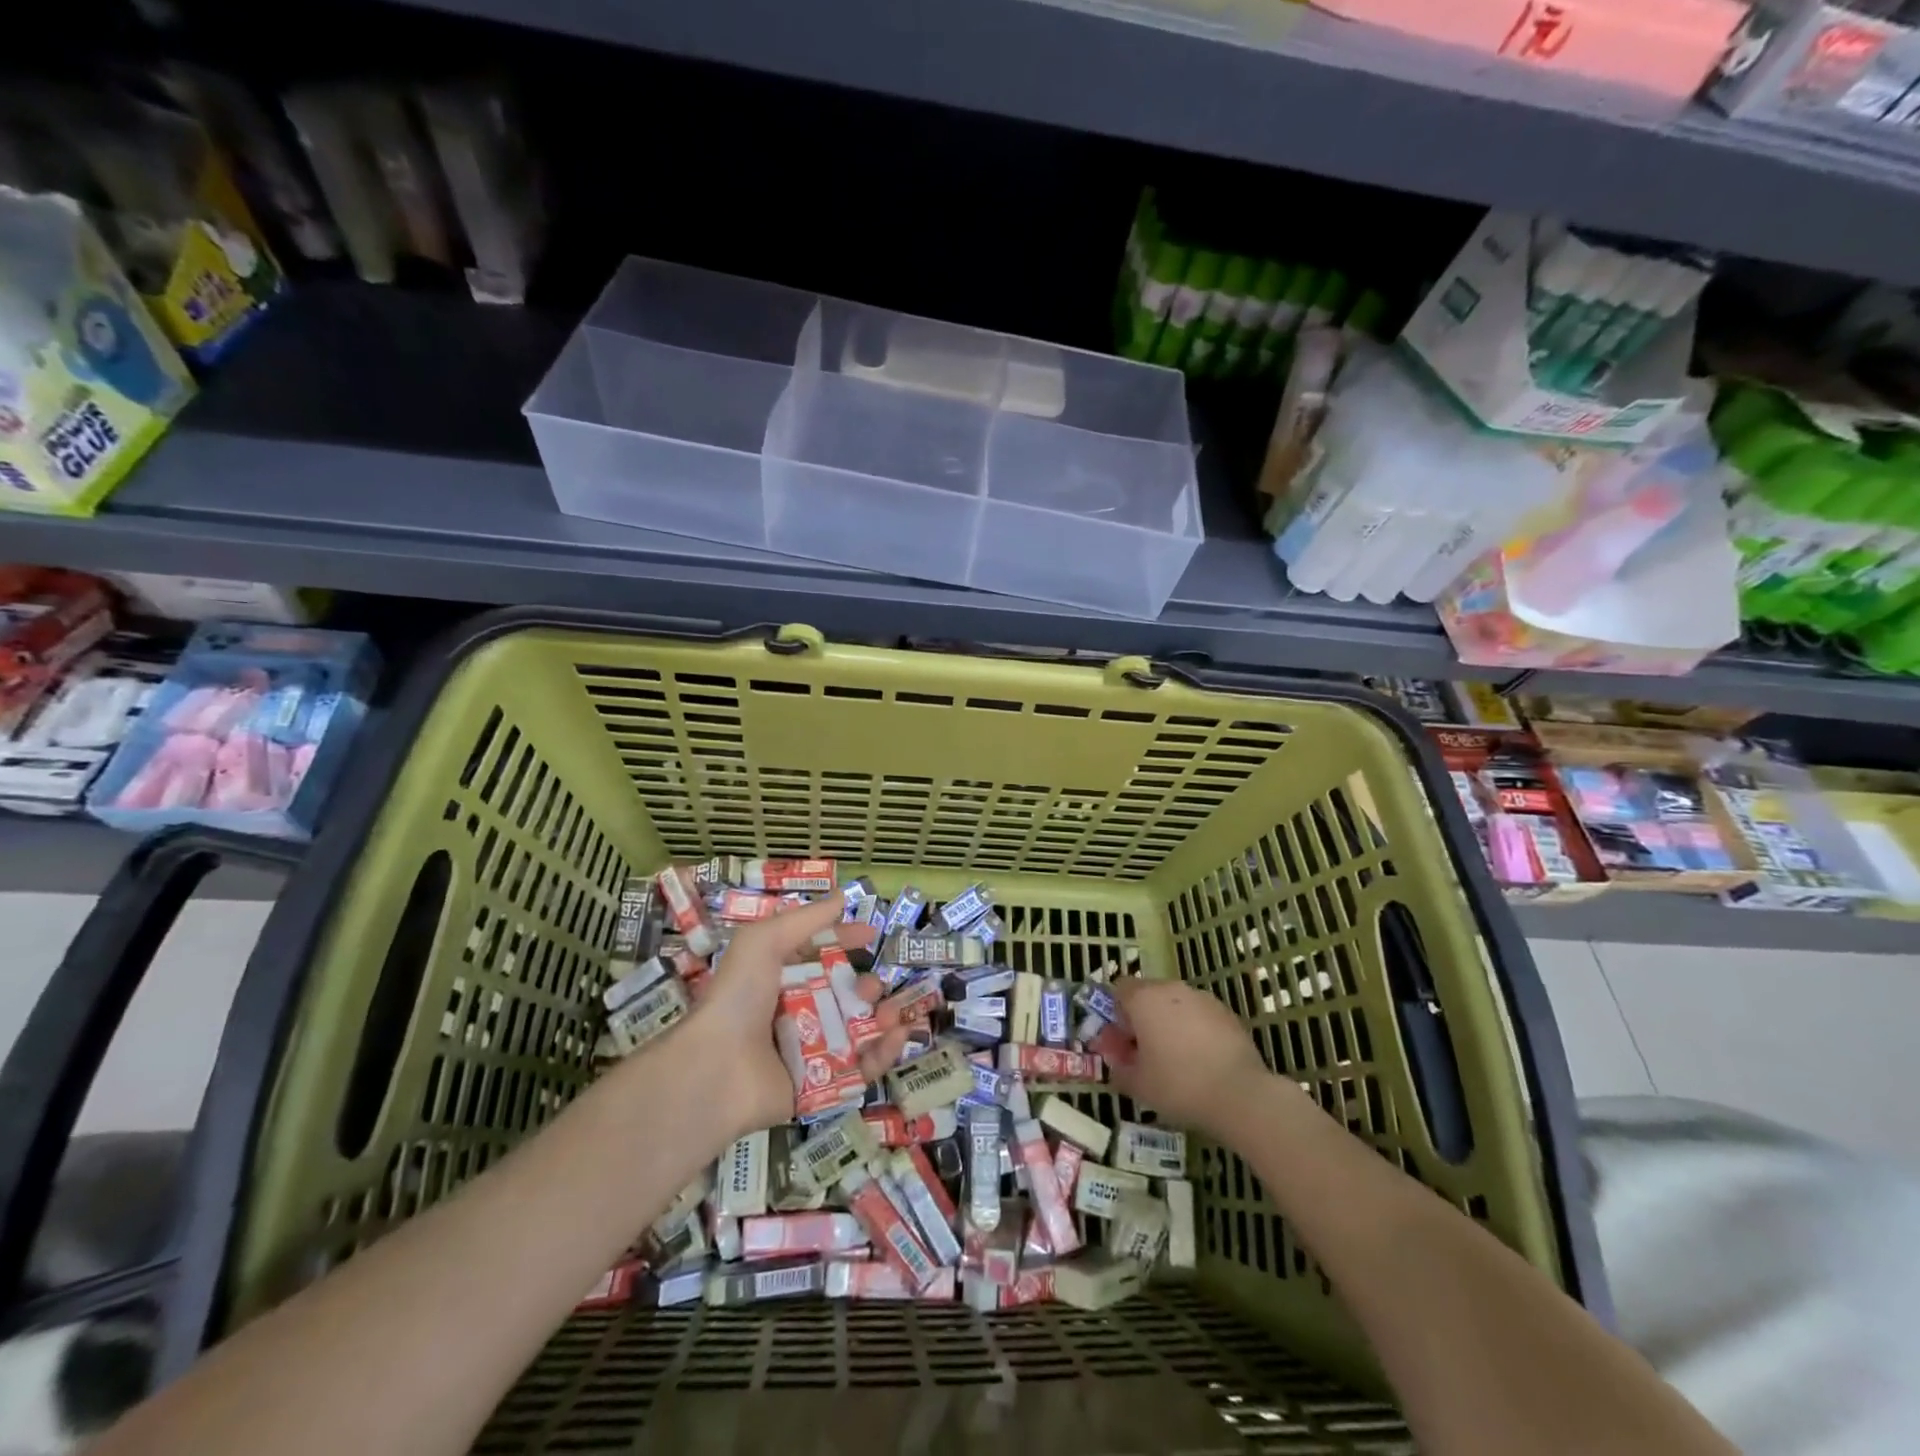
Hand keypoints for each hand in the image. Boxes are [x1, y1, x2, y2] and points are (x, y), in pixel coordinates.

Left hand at [682, 893, 909, 1141]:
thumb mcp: (764, 941)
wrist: (716, 1069)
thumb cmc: (739, 997)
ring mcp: (807, 1051)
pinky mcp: (820, 1087)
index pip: (818, 954)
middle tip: (876, 985)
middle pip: (841, 995)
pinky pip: (859, 1069)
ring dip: (881, 1017)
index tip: (870, 934)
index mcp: (777, 978)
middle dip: (866, 986)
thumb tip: (842, 895)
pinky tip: (899, 1035)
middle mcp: (793, 1013)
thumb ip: (805, 919)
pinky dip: (883, 1053)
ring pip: (856, 1031)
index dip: (843, 940)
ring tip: (893, 1011)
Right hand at [1107, 976, 1277, 1139]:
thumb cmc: (1178, 1085)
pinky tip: (1202, 1062)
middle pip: (1148, 995)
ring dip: (1170, 1024)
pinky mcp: (1228, 1013)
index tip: (1122, 1044)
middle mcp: (1172, 989)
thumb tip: (1117, 1059)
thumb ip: (1119, 1067)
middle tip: (1146, 1054)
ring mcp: (1203, 999)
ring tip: (1177, 1060)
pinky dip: (1195, 1031)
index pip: (1119, 990)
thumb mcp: (1137, 1084)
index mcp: (1144, 998)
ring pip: (1176, 1005)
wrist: (1241, 1094)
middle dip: (1143, 1020)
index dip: (1116, 1015)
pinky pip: (1200, 1016)